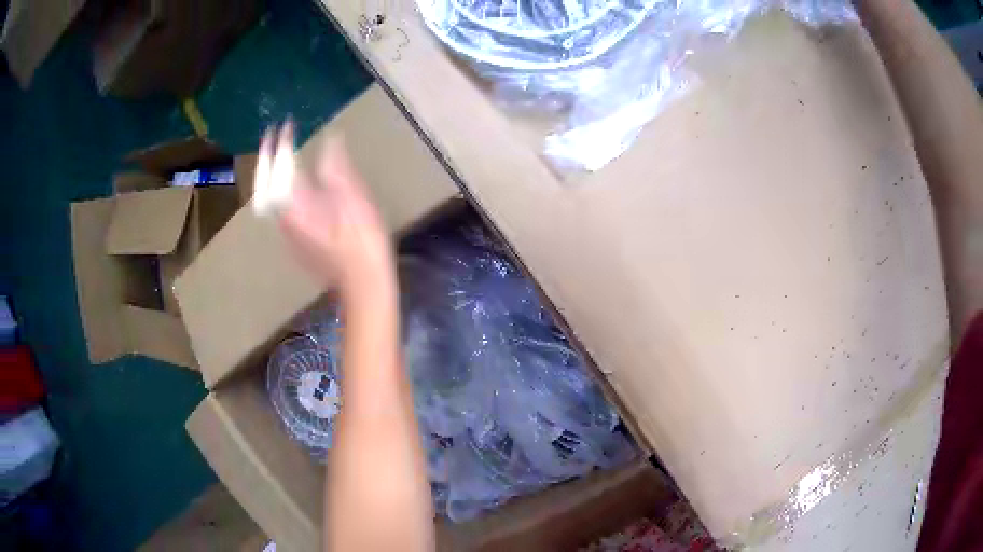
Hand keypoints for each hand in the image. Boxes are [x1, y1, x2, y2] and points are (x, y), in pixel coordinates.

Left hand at [259, 123, 394, 296]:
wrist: (363, 286)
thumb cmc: (363, 245)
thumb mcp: (356, 202)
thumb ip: (338, 170)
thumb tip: (332, 139)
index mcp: (298, 208)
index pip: (281, 169)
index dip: (282, 144)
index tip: (286, 125)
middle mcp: (285, 219)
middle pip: (265, 184)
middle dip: (267, 158)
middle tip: (272, 136)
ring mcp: (288, 232)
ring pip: (269, 197)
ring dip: (270, 172)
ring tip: (277, 153)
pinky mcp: (295, 240)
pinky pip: (279, 207)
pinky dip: (279, 187)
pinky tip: (290, 182)